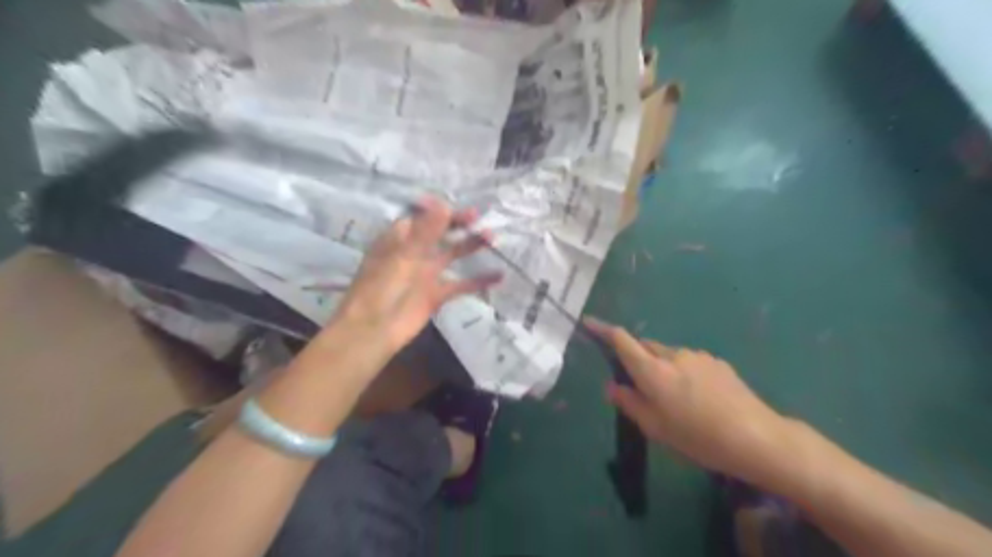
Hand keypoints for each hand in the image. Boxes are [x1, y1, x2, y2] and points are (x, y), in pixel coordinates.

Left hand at [334, 196, 505, 352]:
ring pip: (452, 255)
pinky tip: (499, 276)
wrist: (374, 331)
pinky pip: (461, 284)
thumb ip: (426, 232)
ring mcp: (426, 274)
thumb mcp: (403, 256)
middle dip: (459, 224)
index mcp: (399, 239)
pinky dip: (479, 281)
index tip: (461, 206)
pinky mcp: (437, 295)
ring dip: (471, 246)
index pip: (422, 217)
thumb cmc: (381, 288)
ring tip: (492, 237)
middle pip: (440, 233)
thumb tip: (445, 204)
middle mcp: (414, 252)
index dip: (441, 210)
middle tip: (480, 217)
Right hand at [582, 317, 794, 487]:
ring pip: (668, 354)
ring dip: (662, 367)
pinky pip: (689, 361)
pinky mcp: (717, 362)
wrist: (756, 437)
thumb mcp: (655, 428)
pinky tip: (698, 397)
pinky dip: (683, 372)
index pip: (622, 340)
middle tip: (640, 386)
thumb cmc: (697, 437)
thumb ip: (629, 403)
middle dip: (637, 357)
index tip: (588, 321)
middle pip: (645, 346)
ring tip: (675, 399)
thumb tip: (612, 386)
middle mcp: (672, 355)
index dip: (603, 329)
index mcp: (652, 371)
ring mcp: (697, 356)